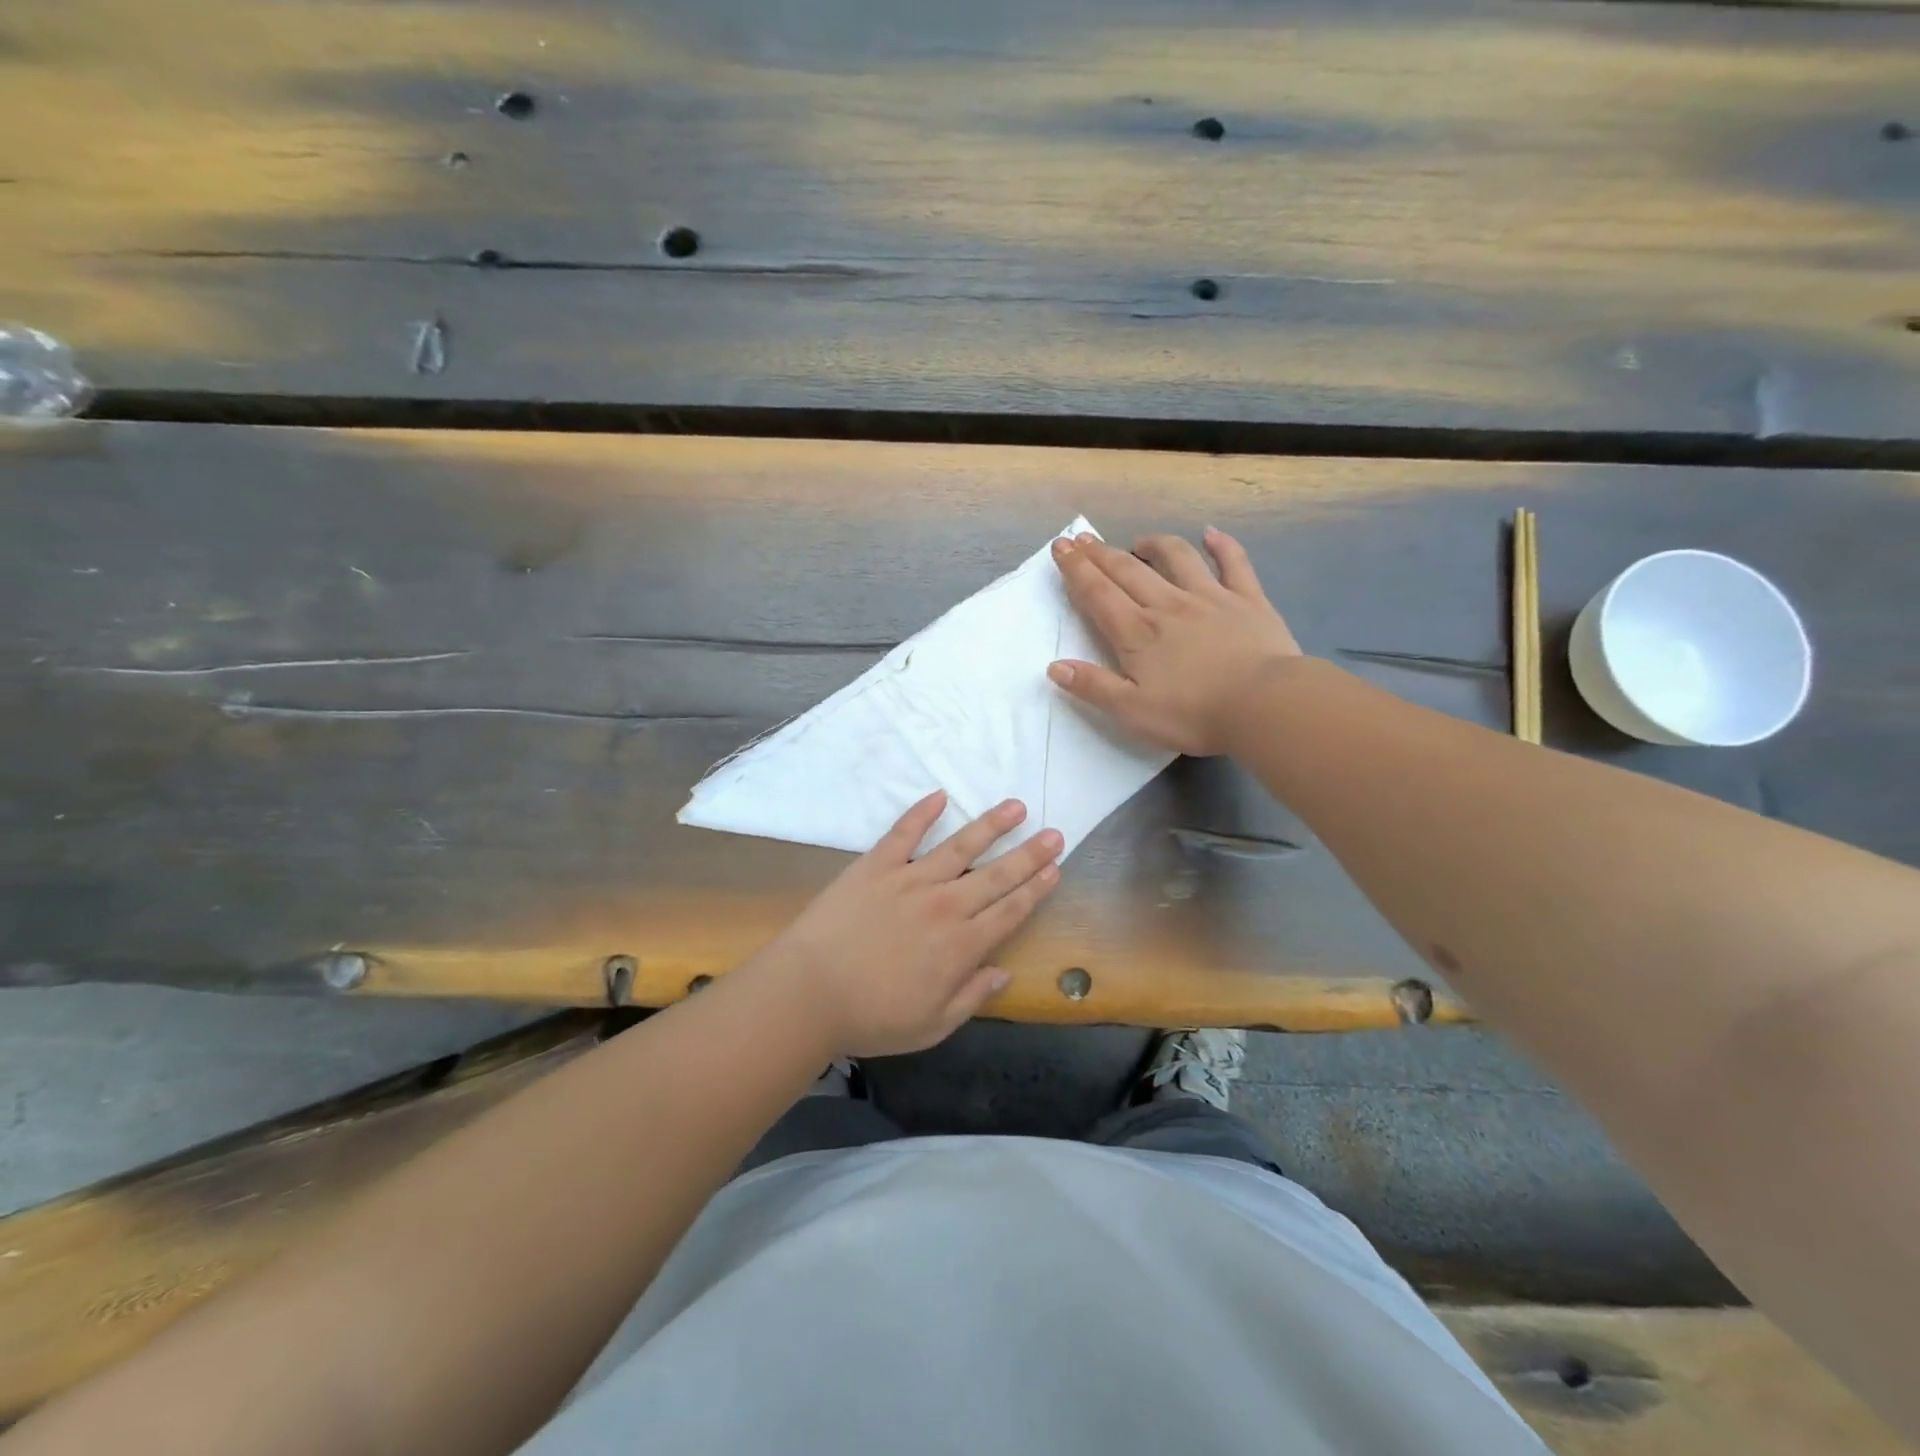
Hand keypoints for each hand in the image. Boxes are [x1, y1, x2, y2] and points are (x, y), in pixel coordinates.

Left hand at [759, 791, 1062, 1057]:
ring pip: (960, 846)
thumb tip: (1003, 973)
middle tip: (1054, 833)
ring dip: (991, 825)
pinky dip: (922, 813)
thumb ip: (972, 997)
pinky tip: (940, 796)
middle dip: (1029, 854)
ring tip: (1015, 807)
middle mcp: (945, 906)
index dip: (1035, 889)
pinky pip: (904, 833)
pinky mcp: (876, 866)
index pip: (1010, 912)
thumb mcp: (931, 1026)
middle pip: (996, 875)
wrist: (810, 992)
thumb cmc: (871, 1017)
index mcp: (961, 946)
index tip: (1054, 869)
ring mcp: (910, 881)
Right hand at [1048, 528, 1301, 755]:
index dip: (1076, 569)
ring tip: (1139, 541)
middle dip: (1101, 553)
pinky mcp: (1248, 600)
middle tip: (1083, 538)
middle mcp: (1168, 605)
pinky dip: (1222, 545)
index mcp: (1137, 633)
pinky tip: (1212, 534)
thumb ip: (1093, 686)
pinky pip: (1234, 563)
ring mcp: (1210, 597)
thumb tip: (1054, 667)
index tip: (1061, 547)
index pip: (1098, 593)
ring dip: (1154, 544)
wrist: (1263, 705)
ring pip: (1177, 558)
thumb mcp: (1132, 711)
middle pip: (1128, 571)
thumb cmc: (1193, 714)